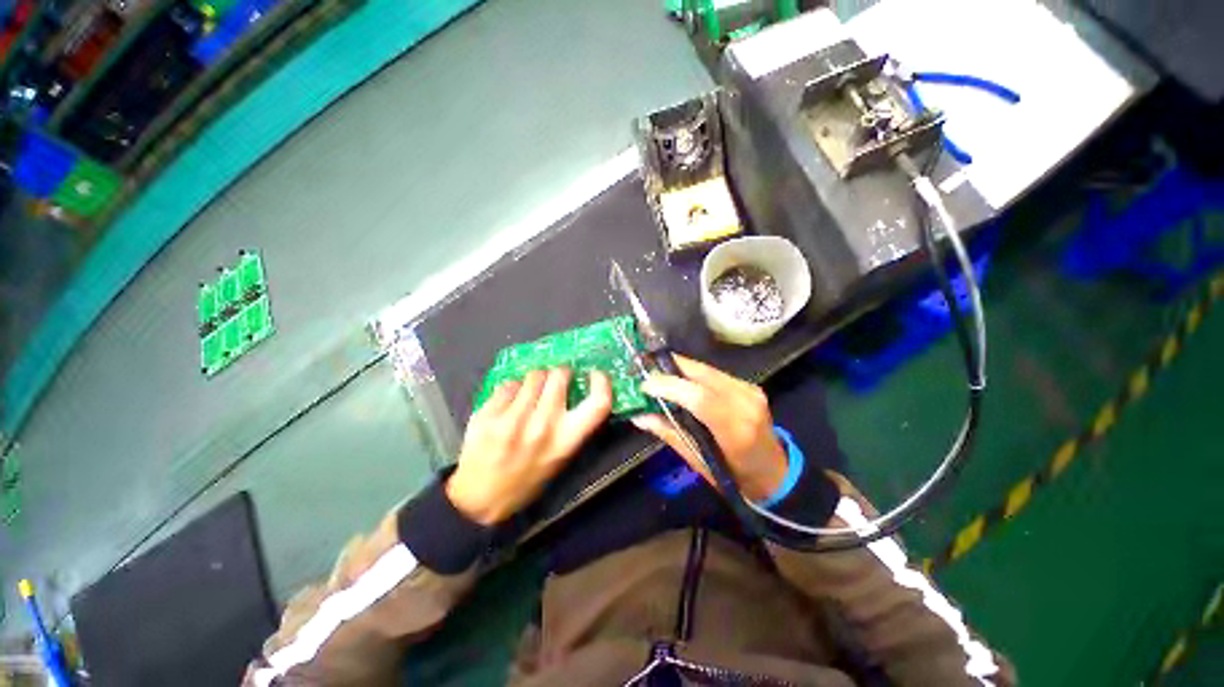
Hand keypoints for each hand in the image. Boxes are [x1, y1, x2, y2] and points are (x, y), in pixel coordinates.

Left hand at [446, 368, 612, 524]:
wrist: (480, 499)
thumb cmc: (526, 479)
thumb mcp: (559, 458)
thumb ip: (571, 426)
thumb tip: (576, 388)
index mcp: (566, 441)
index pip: (598, 403)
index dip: (602, 383)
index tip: (595, 374)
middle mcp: (543, 426)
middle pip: (560, 376)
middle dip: (560, 372)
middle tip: (556, 378)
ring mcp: (514, 419)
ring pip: (534, 375)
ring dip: (536, 378)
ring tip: (531, 390)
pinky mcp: (489, 414)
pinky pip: (509, 384)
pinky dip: (513, 387)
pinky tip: (509, 401)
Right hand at [632, 355, 786, 501]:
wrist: (775, 473)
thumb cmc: (735, 477)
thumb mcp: (699, 462)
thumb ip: (670, 433)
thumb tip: (639, 416)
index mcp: (736, 430)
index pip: (700, 398)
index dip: (669, 386)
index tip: (644, 385)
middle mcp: (747, 403)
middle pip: (703, 374)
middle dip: (670, 368)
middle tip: (645, 370)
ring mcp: (751, 391)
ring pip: (707, 369)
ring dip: (680, 369)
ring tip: (657, 373)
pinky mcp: (750, 386)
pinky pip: (714, 373)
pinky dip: (693, 373)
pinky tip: (679, 379)